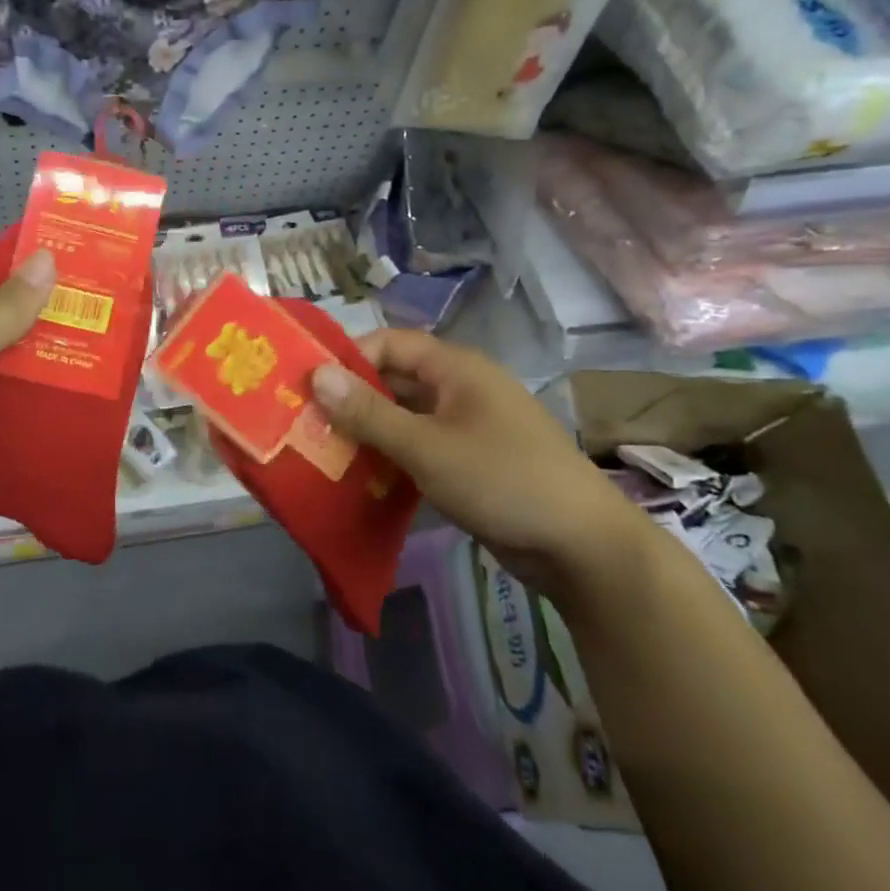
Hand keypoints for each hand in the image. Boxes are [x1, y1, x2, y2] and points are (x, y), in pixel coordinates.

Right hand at [311, 330, 642, 592]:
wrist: (582, 547)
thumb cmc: (502, 480)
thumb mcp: (426, 447)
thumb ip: (369, 412)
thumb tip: (316, 374)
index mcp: (456, 368)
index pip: (390, 343)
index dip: (349, 357)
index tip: (309, 385)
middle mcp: (460, 388)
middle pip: (394, 380)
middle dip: (352, 398)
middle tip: (307, 422)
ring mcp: (467, 426)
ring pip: (404, 416)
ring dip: (369, 431)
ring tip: (324, 451)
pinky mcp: (469, 461)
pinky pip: (419, 446)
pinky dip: (391, 456)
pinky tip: (360, 477)